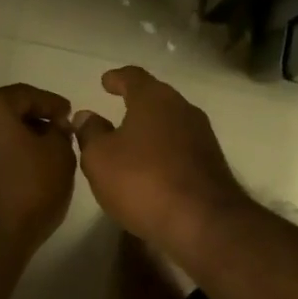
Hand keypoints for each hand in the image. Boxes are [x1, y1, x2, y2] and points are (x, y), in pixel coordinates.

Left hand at [0, 84, 77, 259]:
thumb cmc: (24, 187)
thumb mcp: (59, 155)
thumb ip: (60, 134)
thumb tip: (52, 129)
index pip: (26, 94)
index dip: (53, 103)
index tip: (71, 116)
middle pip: (6, 115)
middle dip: (35, 123)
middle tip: (60, 136)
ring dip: (20, 145)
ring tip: (47, 159)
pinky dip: (8, 162)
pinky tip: (27, 177)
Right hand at [72, 67, 250, 258]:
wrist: (203, 222)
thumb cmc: (143, 181)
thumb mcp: (99, 158)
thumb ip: (90, 133)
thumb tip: (86, 115)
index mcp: (154, 99)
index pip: (133, 77)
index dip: (117, 78)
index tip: (106, 81)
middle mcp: (182, 109)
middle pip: (156, 98)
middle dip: (136, 103)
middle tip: (116, 109)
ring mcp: (202, 136)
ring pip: (170, 123)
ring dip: (151, 129)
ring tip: (131, 142)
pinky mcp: (211, 163)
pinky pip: (180, 148)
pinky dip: (164, 151)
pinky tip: (151, 167)